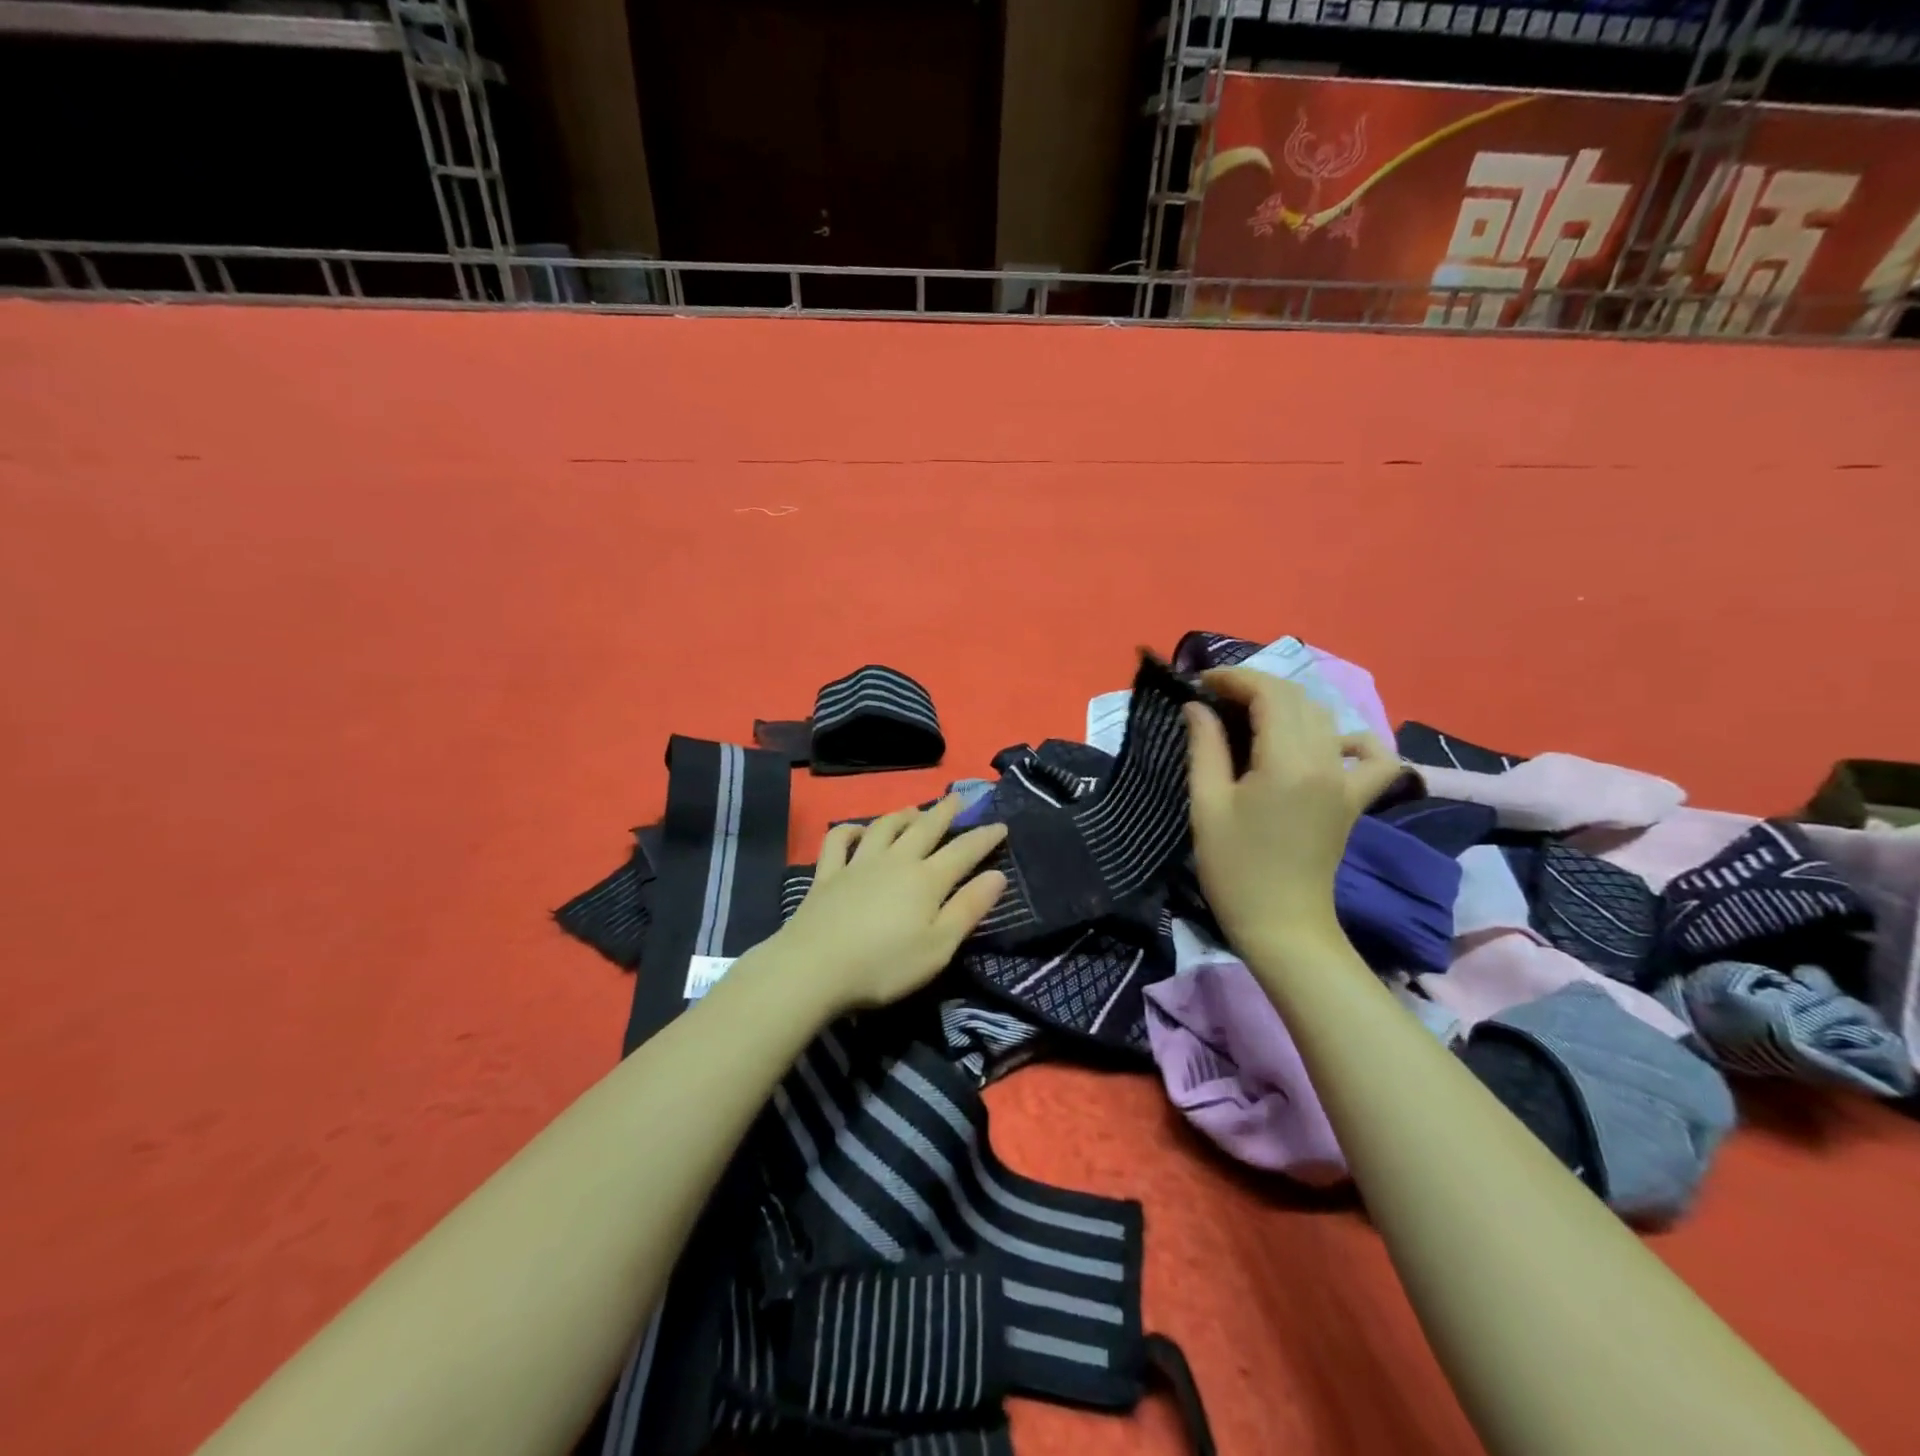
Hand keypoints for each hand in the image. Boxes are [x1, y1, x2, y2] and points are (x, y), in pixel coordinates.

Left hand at [770, 795, 1008, 1016]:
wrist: (814, 968)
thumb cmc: (884, 965)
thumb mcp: (938, 947)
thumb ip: (968, 909)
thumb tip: (998, 876)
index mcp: (926, 880)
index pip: (963, 851)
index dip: (984, 837)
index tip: (1001, 824)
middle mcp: (895, 861)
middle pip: (925, 828)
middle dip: (945, 812)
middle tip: (958, 798)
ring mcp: (858, 864)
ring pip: (884, 827)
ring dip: (902, 815)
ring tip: (914, 809)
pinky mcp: (827, 874)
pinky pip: (838, 841)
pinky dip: (848, 830)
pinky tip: (856, 830)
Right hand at [1185, 668, 1402, 959]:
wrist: (1281, 924)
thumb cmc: (1234, 868)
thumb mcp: (1207, 805)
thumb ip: (1205, 747)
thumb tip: (1197, 706)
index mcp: (1288, 762)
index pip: (1270, 693)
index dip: (1234, 678)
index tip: (1200, 683)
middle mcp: (1326, 762)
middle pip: (1297, 698)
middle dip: (1255, 686)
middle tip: (1216, 699)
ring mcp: (1347, 780)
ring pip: (1325, 717)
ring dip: (1288, 705)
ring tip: (1251, 715)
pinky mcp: (1355, 799)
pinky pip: (1371, 756)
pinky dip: (1351, 739)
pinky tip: (1325, 744)